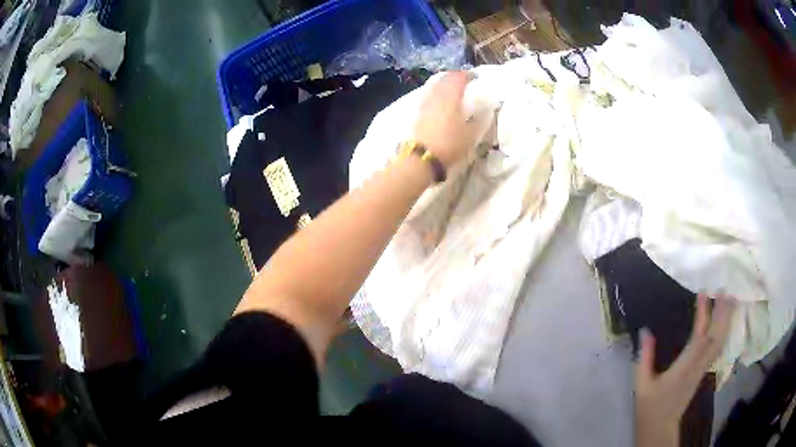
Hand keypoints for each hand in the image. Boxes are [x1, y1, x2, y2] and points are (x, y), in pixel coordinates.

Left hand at [413, 71, 490, 169]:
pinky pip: (429, 94)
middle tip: (463, 80)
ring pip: (435, 85)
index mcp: (451, 96)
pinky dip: (436, 92)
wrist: (422, 157)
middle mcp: (437, 95)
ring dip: (444, 83)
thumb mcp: (471, 134)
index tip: (475, 77)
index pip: (458, 78)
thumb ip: (479, 120)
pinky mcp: (418, 111)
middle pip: (444, 79)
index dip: (467, 75)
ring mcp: (425, 102)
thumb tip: (485, 110)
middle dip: (454, 77)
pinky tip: (440, 98)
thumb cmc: (450, 144)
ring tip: (452, 88)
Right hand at [634, 294, 736, 446]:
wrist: (660, 428)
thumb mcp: (641, 384)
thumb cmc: (649, 407)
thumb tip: (645, 331)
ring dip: (726, 321)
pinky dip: (723, 331)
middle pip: (716, 338)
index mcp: (683, 369)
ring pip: (720, 342)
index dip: (703, 314)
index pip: (699, 338)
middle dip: (722, 313)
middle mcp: (698, 367)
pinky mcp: (702, 373)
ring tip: (728, 301)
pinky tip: (723, 323)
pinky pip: (717, 348)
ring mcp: (702, 370)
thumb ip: (644, 357)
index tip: (703, 292)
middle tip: (724, 290)